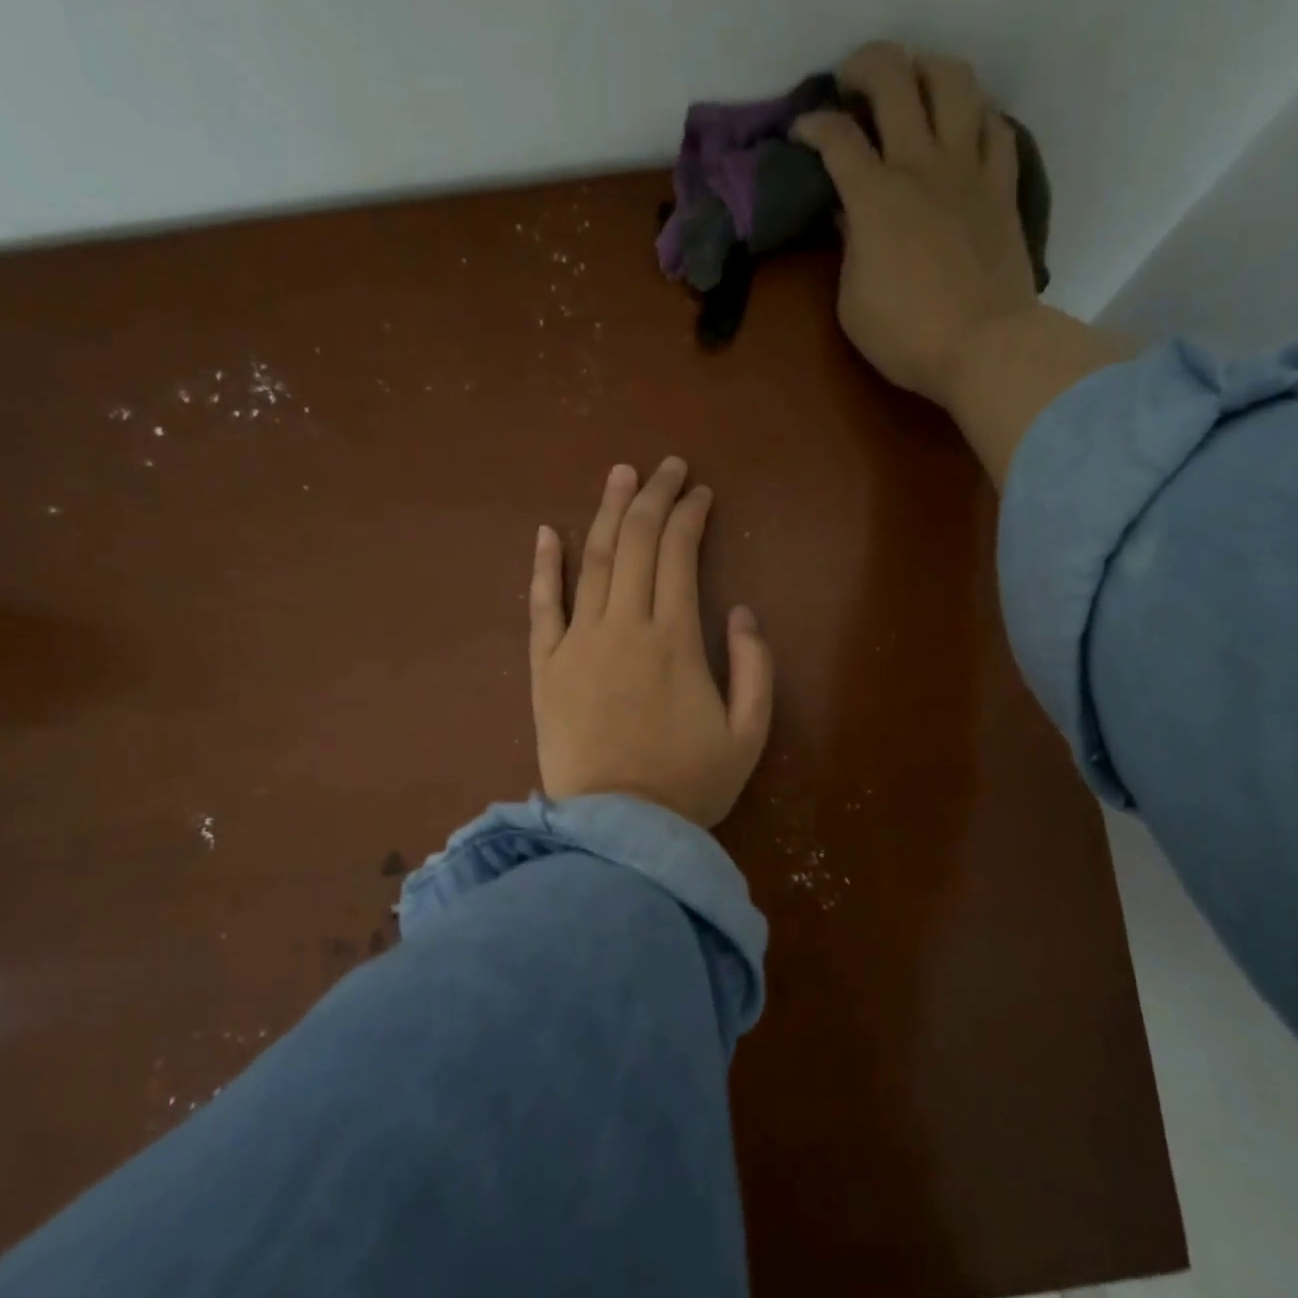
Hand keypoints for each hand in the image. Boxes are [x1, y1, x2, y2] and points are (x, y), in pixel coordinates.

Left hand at [529, 458, 773, 827]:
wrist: (619, 830)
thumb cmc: (690, 785)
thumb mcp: (750, 734)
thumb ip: (756, 667)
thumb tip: (739, 611)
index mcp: (676, 639)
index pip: (679, 554)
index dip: (690, 515)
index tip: (700, 493)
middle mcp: (624, 626)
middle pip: (635, 543)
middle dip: (653, 497)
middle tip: (666, 467)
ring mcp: (578, 643)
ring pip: (591, 561)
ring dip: (606, 512)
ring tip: (619, 475)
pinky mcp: (545, 667)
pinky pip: (541, 606)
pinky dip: (544, 566)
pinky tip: (547, 533)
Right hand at [794, 42, 1039, 408]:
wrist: (983, 346)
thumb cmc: (906, 337)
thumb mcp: (853, 303)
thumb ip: (848, 249)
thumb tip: (849, 215)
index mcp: (875, 197)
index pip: (836, 138)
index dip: (812, 125)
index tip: (802, 132)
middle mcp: (921, 165)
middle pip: (894, 79)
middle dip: (865, 68)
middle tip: (851, 83)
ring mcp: (968, 169)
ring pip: (954, 81)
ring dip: (928, 70)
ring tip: (915, 86)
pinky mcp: (1002, 186)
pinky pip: (996, 127)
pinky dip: (977, 117)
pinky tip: (965, 129)